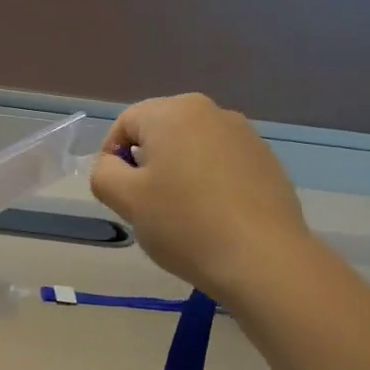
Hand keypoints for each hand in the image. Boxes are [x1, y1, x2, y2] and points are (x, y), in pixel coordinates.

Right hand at [90, 93, 318, 301]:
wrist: (263, 259)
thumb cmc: (185, 224)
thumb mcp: (126, 200)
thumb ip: (103, 173)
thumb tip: (113, 165)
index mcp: (173, 112)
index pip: (125, 123)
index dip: (111, 157)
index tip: (118, 194)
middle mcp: (212, 111)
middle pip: (161, 131)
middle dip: (147, 164)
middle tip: (147, 206)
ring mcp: (245, 135)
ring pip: (193, 148)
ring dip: (178, 173)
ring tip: (182, 215)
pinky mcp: (267, 161)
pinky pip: (222, 164)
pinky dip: (209, 183)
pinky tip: (214, 217)